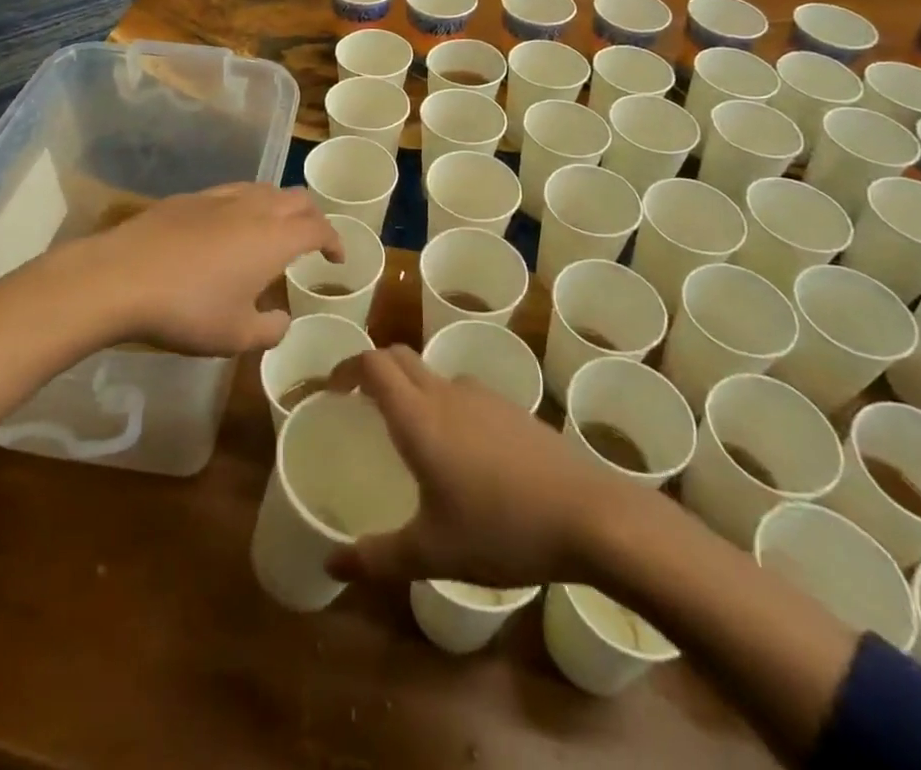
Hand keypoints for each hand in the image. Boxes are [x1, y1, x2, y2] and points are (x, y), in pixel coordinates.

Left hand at [64, 183, 342, 356]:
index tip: (336, 259)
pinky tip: (227, 228)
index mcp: (275, 238)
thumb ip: (270, 330)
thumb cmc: (187, 310)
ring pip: (264, 189)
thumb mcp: (235, 336)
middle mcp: (254, 208)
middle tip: (311, 241)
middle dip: (312, 217)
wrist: (120, 277)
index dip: (334, 241)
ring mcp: (219, 197)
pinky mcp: (189, 197)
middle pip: (297, 198)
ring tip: (272, 230)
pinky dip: (246, 205)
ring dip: (279, 206)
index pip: (318, 228)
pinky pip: (232, 192)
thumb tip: (281, 320)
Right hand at [324, 346, 624, 589]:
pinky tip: (459, 454)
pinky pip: (464, 393)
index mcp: (419, 417)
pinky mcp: (512, 410)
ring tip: (407, 433)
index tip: (331, 390)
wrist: (589, 514)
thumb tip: (330, 563)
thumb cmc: (502, 529)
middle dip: (373, 369)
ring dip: (410, 388)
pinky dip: (444, 405)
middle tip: (357, 402)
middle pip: (400, 357)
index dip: (347, 367)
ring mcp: (484, 397)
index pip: (373, 364)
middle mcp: (447, 394)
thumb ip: (377, 558)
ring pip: (434, 374)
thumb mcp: (433, 553)